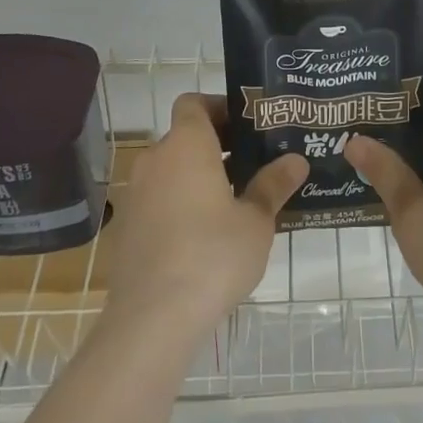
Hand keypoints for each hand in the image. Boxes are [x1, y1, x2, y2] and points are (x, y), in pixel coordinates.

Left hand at [104, 93, 305, 340]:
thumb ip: (273, 185)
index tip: (247, 126)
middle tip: (252, 164)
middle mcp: (155, 159)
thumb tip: (296, 160)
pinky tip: (204, 236)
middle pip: (184, 136)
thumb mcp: (256, 221)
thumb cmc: (212, 255)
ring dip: (197, 176)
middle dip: (216, 145)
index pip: (194, 102)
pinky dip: (179, 204)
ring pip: (171, 170)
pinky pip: (158, 200)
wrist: (151, 320)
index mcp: (186, 144)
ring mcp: (135, 194)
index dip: (219, 107)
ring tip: (234, 201)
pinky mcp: (126, 228)